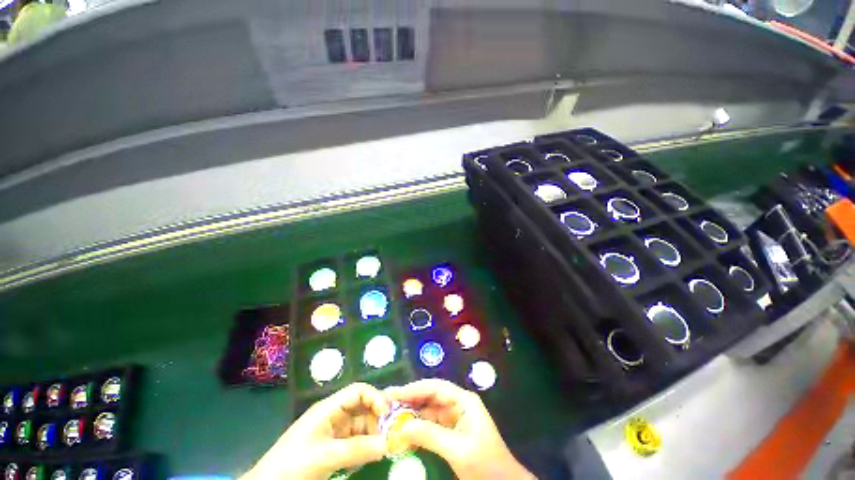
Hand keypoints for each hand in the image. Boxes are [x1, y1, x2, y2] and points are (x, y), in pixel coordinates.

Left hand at [241, 383, 390, 479]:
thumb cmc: (292, 465)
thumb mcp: (325, 456)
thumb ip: (357, 449)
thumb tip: (388, 444)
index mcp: (329, 408)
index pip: (358, 391)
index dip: (375, 397)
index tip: (388, 413)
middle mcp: (333, 416)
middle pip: (362, 407)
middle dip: (378, 417)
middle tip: (393, 432)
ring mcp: (333, 433)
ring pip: (361, 426)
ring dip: (374, 434)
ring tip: (386, 447)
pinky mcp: (333, 448)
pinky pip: (355, 442)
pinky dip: (365, 447)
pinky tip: (372, 456)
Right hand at [386, 379, 534, 479]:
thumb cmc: (485, 465)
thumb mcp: (457, 450)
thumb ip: (429, 435)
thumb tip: (401, 426)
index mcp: (464, 400)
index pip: (435, 388)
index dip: (413, 388)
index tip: (393, 393)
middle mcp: (458, 404)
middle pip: (430, 396)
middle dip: (410, 398)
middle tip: (387, 401)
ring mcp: (455, 417)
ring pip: (429, 410)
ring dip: (412, 413)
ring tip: (391, 414)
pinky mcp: (452, 431)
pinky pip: (431, 424)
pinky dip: (418, 427)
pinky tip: (404, 430)